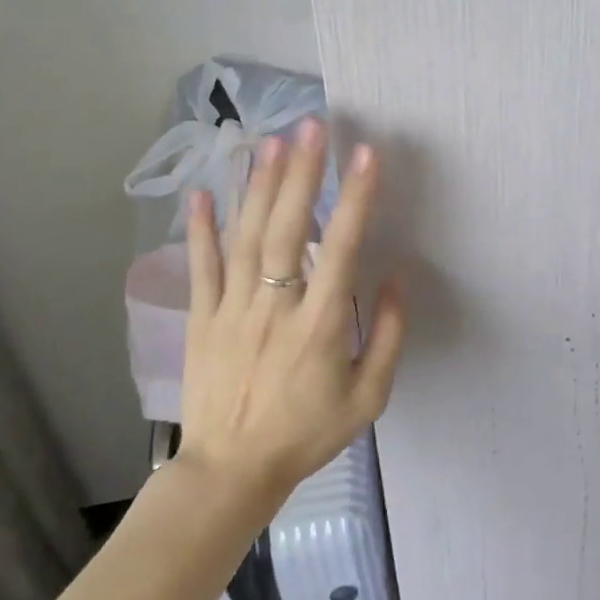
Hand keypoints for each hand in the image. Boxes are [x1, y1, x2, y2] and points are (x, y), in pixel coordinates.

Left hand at [176, 118, 405, 505]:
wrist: (230, 473)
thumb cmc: (305, 433)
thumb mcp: (368, 398)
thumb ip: (388, 336)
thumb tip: (399, 277)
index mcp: (319, 326)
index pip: (341, 248)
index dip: (355, 198)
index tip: (366, 154)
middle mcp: (274, 307)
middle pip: (287, 229)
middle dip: (301, 173)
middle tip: (311, 126)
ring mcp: (231, 309)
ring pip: (245, 237)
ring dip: (258, 186)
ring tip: (270, 141)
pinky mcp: (200, 318)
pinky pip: (200, 266)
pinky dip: (200, 227)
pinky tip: (202, 191)